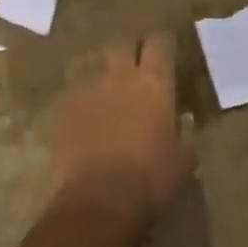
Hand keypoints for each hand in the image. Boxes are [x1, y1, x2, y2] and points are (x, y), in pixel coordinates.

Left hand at [46, 34, 194, 227]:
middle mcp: (119, 76)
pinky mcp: (63, 109)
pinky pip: (75, 96)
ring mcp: (87, 90)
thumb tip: (183, 118)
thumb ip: (185, 133)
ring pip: (96, 70)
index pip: (159, 43)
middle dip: (128, 50)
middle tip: (134, 67)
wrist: (97, 204)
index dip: (161, 43)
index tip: (164, 49)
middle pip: (122, 44)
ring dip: (104, 81)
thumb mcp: (183, 160)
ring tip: (107, 101)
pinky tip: (85, 125)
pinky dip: (82, 105)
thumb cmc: (149, 181)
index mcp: (153, 84)